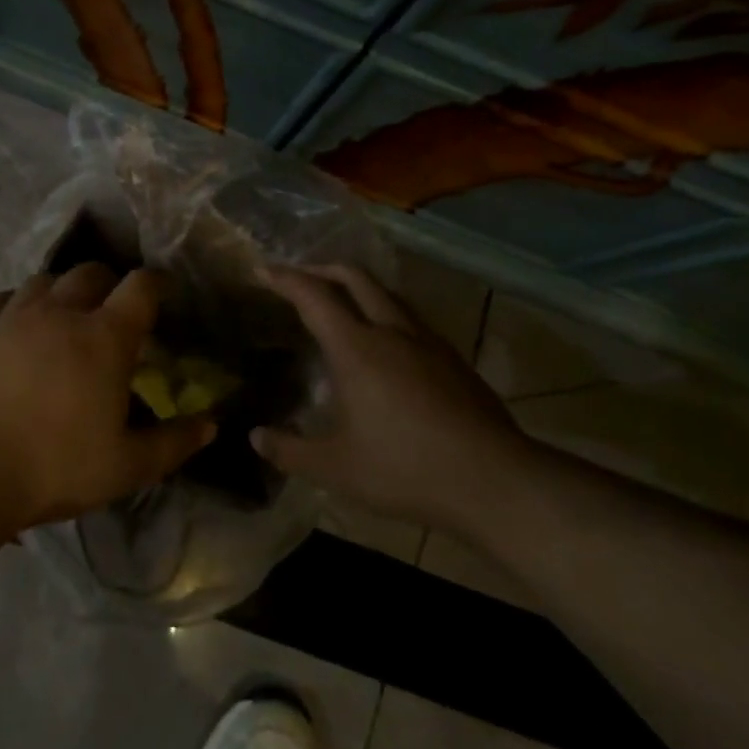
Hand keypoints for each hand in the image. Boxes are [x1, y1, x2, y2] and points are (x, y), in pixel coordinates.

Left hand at [0, 263, 215, 528]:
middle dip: (107, 282)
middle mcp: (59, 314)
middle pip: (89, 273)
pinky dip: (13, 307)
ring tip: (61, 315)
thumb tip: (209, 424)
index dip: (155, 283)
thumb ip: (172, 443)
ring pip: (42, 282)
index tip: (161, 291)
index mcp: (104, 338)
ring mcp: (10, 319)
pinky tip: (11, 329)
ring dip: (59, 291)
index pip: (140, 288)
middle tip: (110, 307)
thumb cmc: (53, 468)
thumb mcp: (125, 467)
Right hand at [253, 265, 533, 533]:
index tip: (263, 268)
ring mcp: (428, 341)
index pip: (313, 296)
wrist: (492, 479)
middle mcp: (391, 331)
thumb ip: (290, 450)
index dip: (285, 278)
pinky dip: (384, 310)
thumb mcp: (336, 468)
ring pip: (387, 293)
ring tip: (340, 302)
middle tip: (299, 277)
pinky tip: (385, 341)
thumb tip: (256, 437)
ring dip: (357, 286)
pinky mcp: (452, 357)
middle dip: (322, 269)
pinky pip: (409, 316)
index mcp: (356, 349)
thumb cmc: (405, 469)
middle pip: (355, 277)